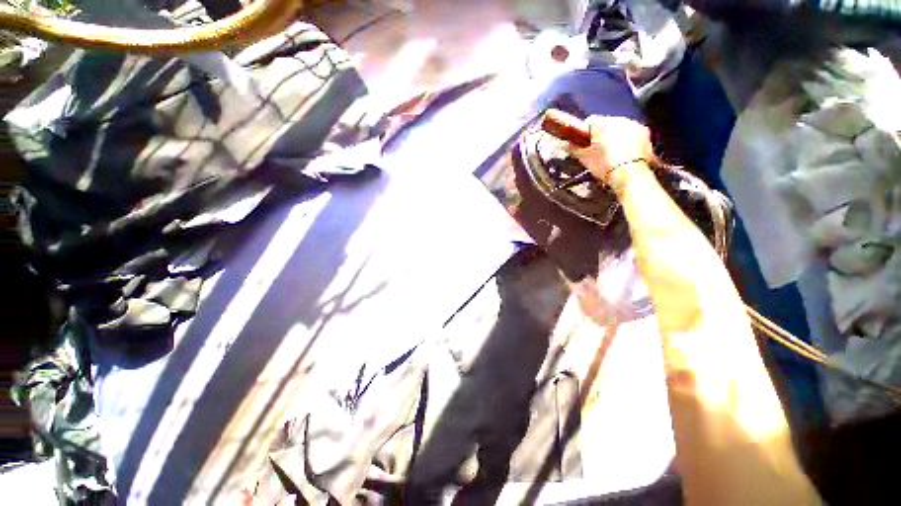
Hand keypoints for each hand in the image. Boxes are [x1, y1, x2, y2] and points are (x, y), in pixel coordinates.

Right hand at [568, 115, 653, 184]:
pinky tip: (623, 153)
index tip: (582, 141)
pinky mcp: (645, 134)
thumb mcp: (584, 158)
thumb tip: (567, 144)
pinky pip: (632, 134)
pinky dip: (627, 140)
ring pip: (620, 128)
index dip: (584, 131)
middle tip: (596, 149)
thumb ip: (574, 149)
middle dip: (601, 133)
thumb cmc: (604, 165)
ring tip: (610, 152)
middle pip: (606, 123)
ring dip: (615, 136)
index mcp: (603, 123)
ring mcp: (634, 125)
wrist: (629, 175)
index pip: (590, 121)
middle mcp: (620, 119)